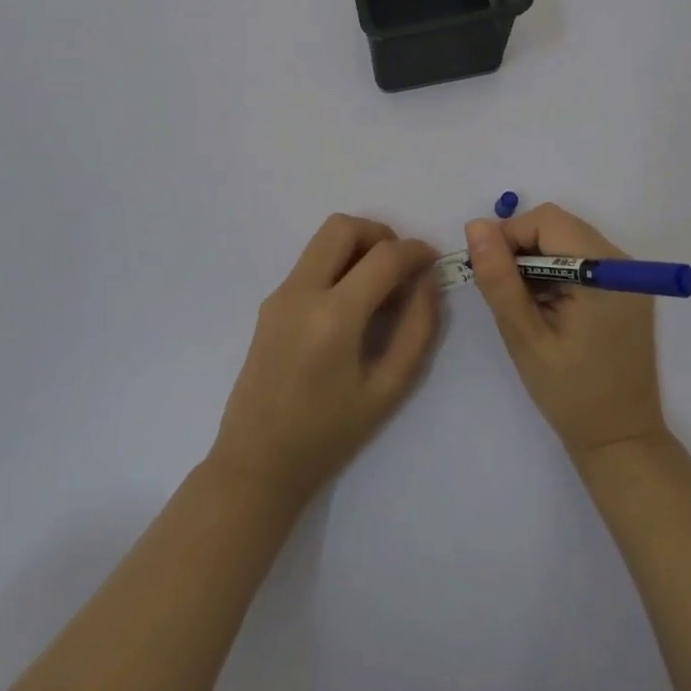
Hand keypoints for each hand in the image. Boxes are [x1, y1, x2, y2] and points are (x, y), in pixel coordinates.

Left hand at [209, 214, 441, 503]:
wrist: (257, 463)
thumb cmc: (328, 435)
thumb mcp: (388, 389)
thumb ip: (417, 329)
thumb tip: (428, 281)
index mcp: (333, 316)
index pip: (383, 256)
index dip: (415, 251)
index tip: (433, 261)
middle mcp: (302, 292)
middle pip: (343, 227)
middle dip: (381, 234)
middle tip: (401, 266)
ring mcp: (281, 294)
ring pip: (324, 239)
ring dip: (358, 245)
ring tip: (379, 284)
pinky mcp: (270, 302)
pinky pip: (311, 262)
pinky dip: (338, 263)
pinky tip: (351, 304)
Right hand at [466, 203, 665, 460]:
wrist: (621, 441)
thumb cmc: (569, 393)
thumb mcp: (524, 336)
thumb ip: (499, 278)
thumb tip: (476, 226)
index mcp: (602, 271)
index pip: (548, 221)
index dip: (511, 235)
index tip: (489, 271)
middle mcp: (622, 262)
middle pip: (559, 226)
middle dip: (522, 247)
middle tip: (504, 291)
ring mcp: (627, 276)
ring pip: (568, 239)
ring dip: (538, 260)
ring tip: (526, 304)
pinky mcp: (625, 289)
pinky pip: (582, 258)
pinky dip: (556, 271)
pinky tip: (547, 307)